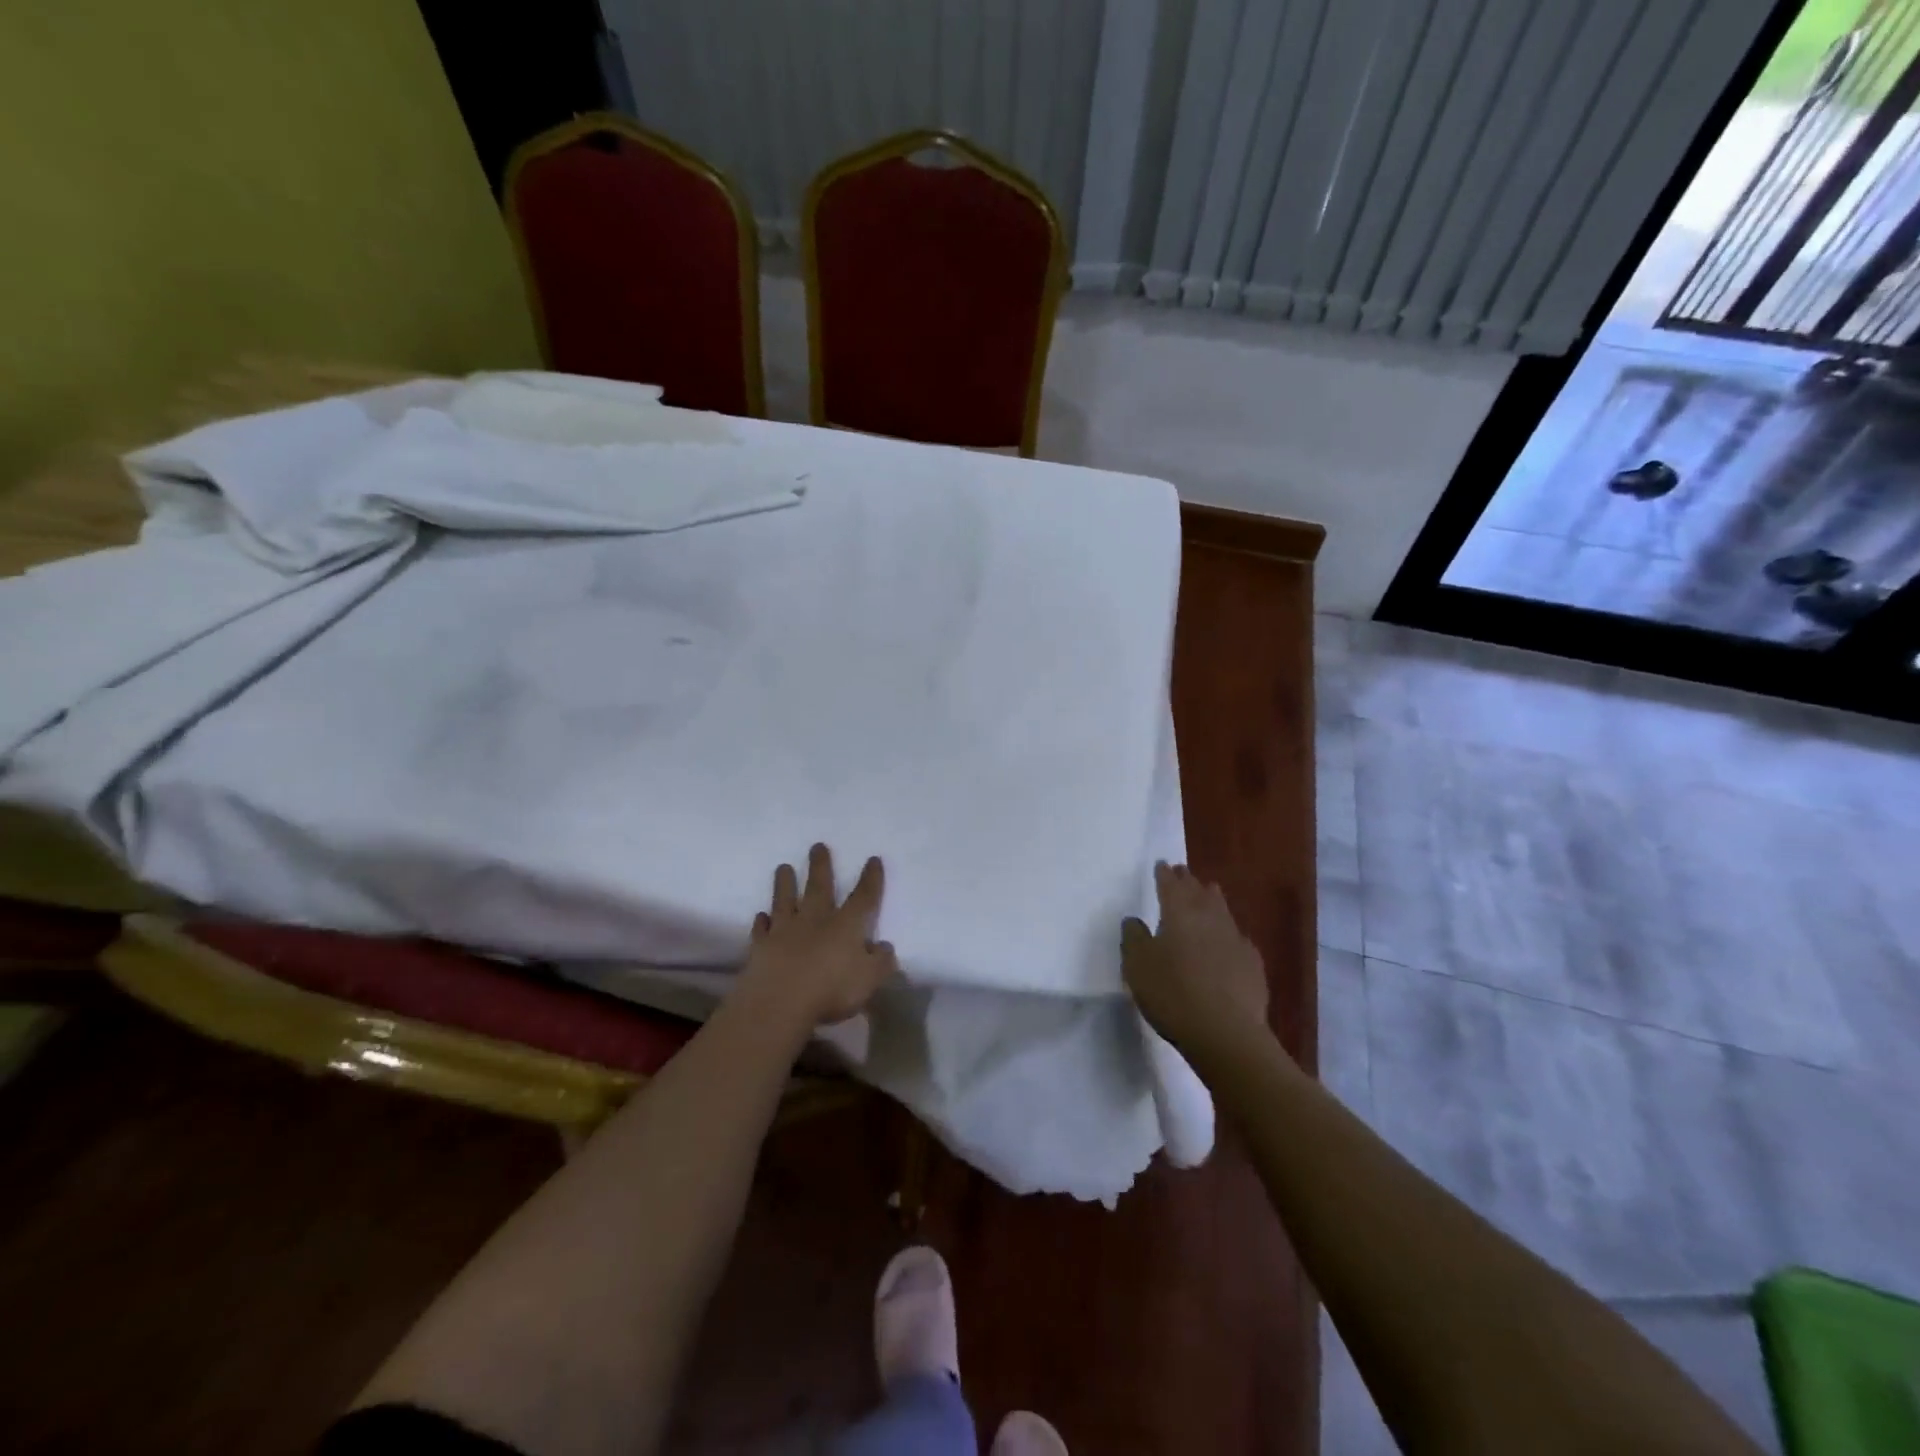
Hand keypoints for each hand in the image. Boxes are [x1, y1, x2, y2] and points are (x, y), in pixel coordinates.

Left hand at [736, 844, 897, 1026]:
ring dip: (785, 883)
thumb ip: (880, 962)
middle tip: (817, 846)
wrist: (778, 1003)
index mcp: (846, 926)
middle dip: (820, 866)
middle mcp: (815, 921)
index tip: (873, 859)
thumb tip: (884, 946)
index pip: (863, 897)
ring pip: (785, 900)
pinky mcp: (761, 947)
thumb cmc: (831, 991)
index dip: (871, 879)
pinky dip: (761, 922)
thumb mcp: (869, 980)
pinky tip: (761, 916)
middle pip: (819, 888)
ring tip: (783, 867)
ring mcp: (785, 931)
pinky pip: (761, 929)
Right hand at [1122, 862, 1268, 1055]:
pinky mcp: (1253, 964)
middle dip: (1188, 881)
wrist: (1225, 1032)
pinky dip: (1229, 932)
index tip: (1162, 864)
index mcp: (1178, 913)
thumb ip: (1134, 938)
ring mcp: (1235, 939)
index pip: (1170, 885)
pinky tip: (1229, 940)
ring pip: (1222, 909)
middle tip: (1182, 871)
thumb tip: (1134, 920)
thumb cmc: (1172, 993)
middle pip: (1198, 892)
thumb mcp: (1138, 966)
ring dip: (1212, 898)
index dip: (1164, 874)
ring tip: (1207, 891)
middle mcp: (1209, 918)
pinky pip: (1238, 938)